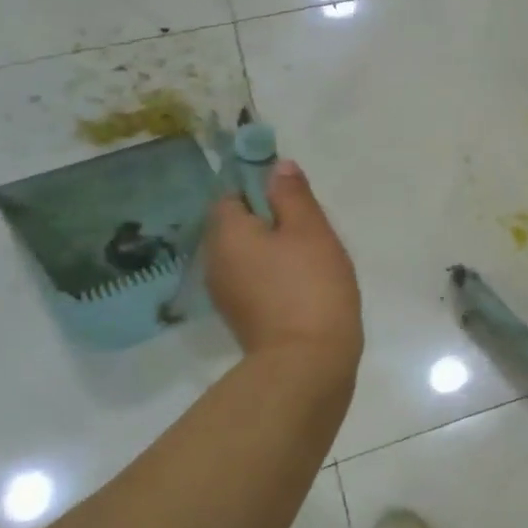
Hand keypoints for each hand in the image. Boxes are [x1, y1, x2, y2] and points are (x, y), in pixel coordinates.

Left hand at [204, 160, 362, 374]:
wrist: (307, 361)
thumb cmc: (310, 285)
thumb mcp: (310, 230)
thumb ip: (292, 195)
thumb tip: (277, 166)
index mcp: (226, 234)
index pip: (231, 196)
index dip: (260, 190)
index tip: (294, 199)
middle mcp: (215, 261)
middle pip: (238, 226)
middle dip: (270, 221)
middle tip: (311, 229)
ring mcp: (225, 294)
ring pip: (247, 255)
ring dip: (273, 250)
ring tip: (312, 258)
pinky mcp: (242, 317)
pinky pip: (254, 281)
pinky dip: (274, 276)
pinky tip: (303, 286)